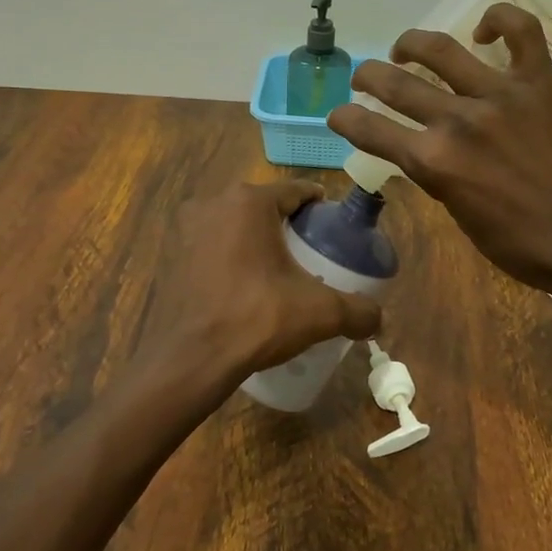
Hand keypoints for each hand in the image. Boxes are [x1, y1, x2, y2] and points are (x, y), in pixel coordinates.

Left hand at [132, 181, 381, 414]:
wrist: (190, 360)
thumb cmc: (256, 319)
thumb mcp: (319, 313)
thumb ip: (358, 311)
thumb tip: (380, 318)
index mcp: (248, 202)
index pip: (295, 191)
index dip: (319, 206)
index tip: (334, 225)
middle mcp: (213, 203)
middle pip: (263, 205)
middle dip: (287, 223)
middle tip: (310, 251)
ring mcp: (186, 228)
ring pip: (234, 224)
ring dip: (256, 239)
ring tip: (279, 269)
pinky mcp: (171, 254)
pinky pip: (212, 244)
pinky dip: (230, 256)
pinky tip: (245, 284)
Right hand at [328, 3, 551, 295]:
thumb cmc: (523, 245)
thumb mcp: (460, 216)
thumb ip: (436, 175)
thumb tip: (422, 150)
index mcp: (433, 163)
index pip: (370, 130)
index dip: (345, 118)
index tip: (338, 113)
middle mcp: (458, 121)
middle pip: (394, 84)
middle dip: (367, 77)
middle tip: (364, 77)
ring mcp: (500, 95)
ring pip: (441, 49)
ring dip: (411, 44)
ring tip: (405, 49)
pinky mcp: (540, 82)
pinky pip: (520, 31)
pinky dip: (499, 20)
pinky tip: (484, 30)